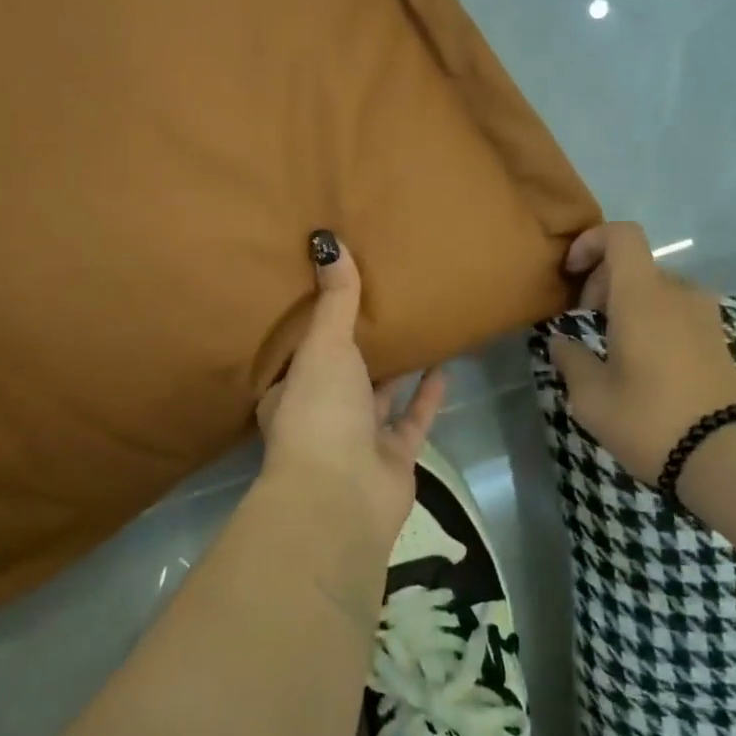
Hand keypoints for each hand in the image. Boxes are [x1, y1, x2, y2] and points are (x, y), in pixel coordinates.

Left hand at [257, 230, 446, 552]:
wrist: (342, 496)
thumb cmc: (320, 411)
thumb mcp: (324, 345)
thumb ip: (335, 298)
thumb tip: (326, 239)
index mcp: (290, 393)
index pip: (299, 355)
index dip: (313, 329)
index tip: (331, 298)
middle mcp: (321, 416)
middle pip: (341, 375)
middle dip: (358, 348)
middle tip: (383, 307)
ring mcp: (358, 441)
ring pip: (379, 398)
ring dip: (396, 371)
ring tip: (416, 332)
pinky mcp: (393, 459)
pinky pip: (412, 421)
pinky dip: (427, 397)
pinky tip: (444, 368)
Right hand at [549, 222, 735, 485]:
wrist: (726, 458)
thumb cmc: (649, 419)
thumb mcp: (591, 396)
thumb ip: (570, 359)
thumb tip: (560, 341)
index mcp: (642, 296)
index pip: (622, 235)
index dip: (591, 242)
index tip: (570, 273)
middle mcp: (677, 294)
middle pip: (635, 263)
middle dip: (601, 281)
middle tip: (583, 320)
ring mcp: (703, 316)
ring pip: (656, 288)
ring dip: (628, 302)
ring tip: (611, 343)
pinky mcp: (717, 339)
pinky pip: (676, 310)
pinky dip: (652, 319)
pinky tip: (642, 360)